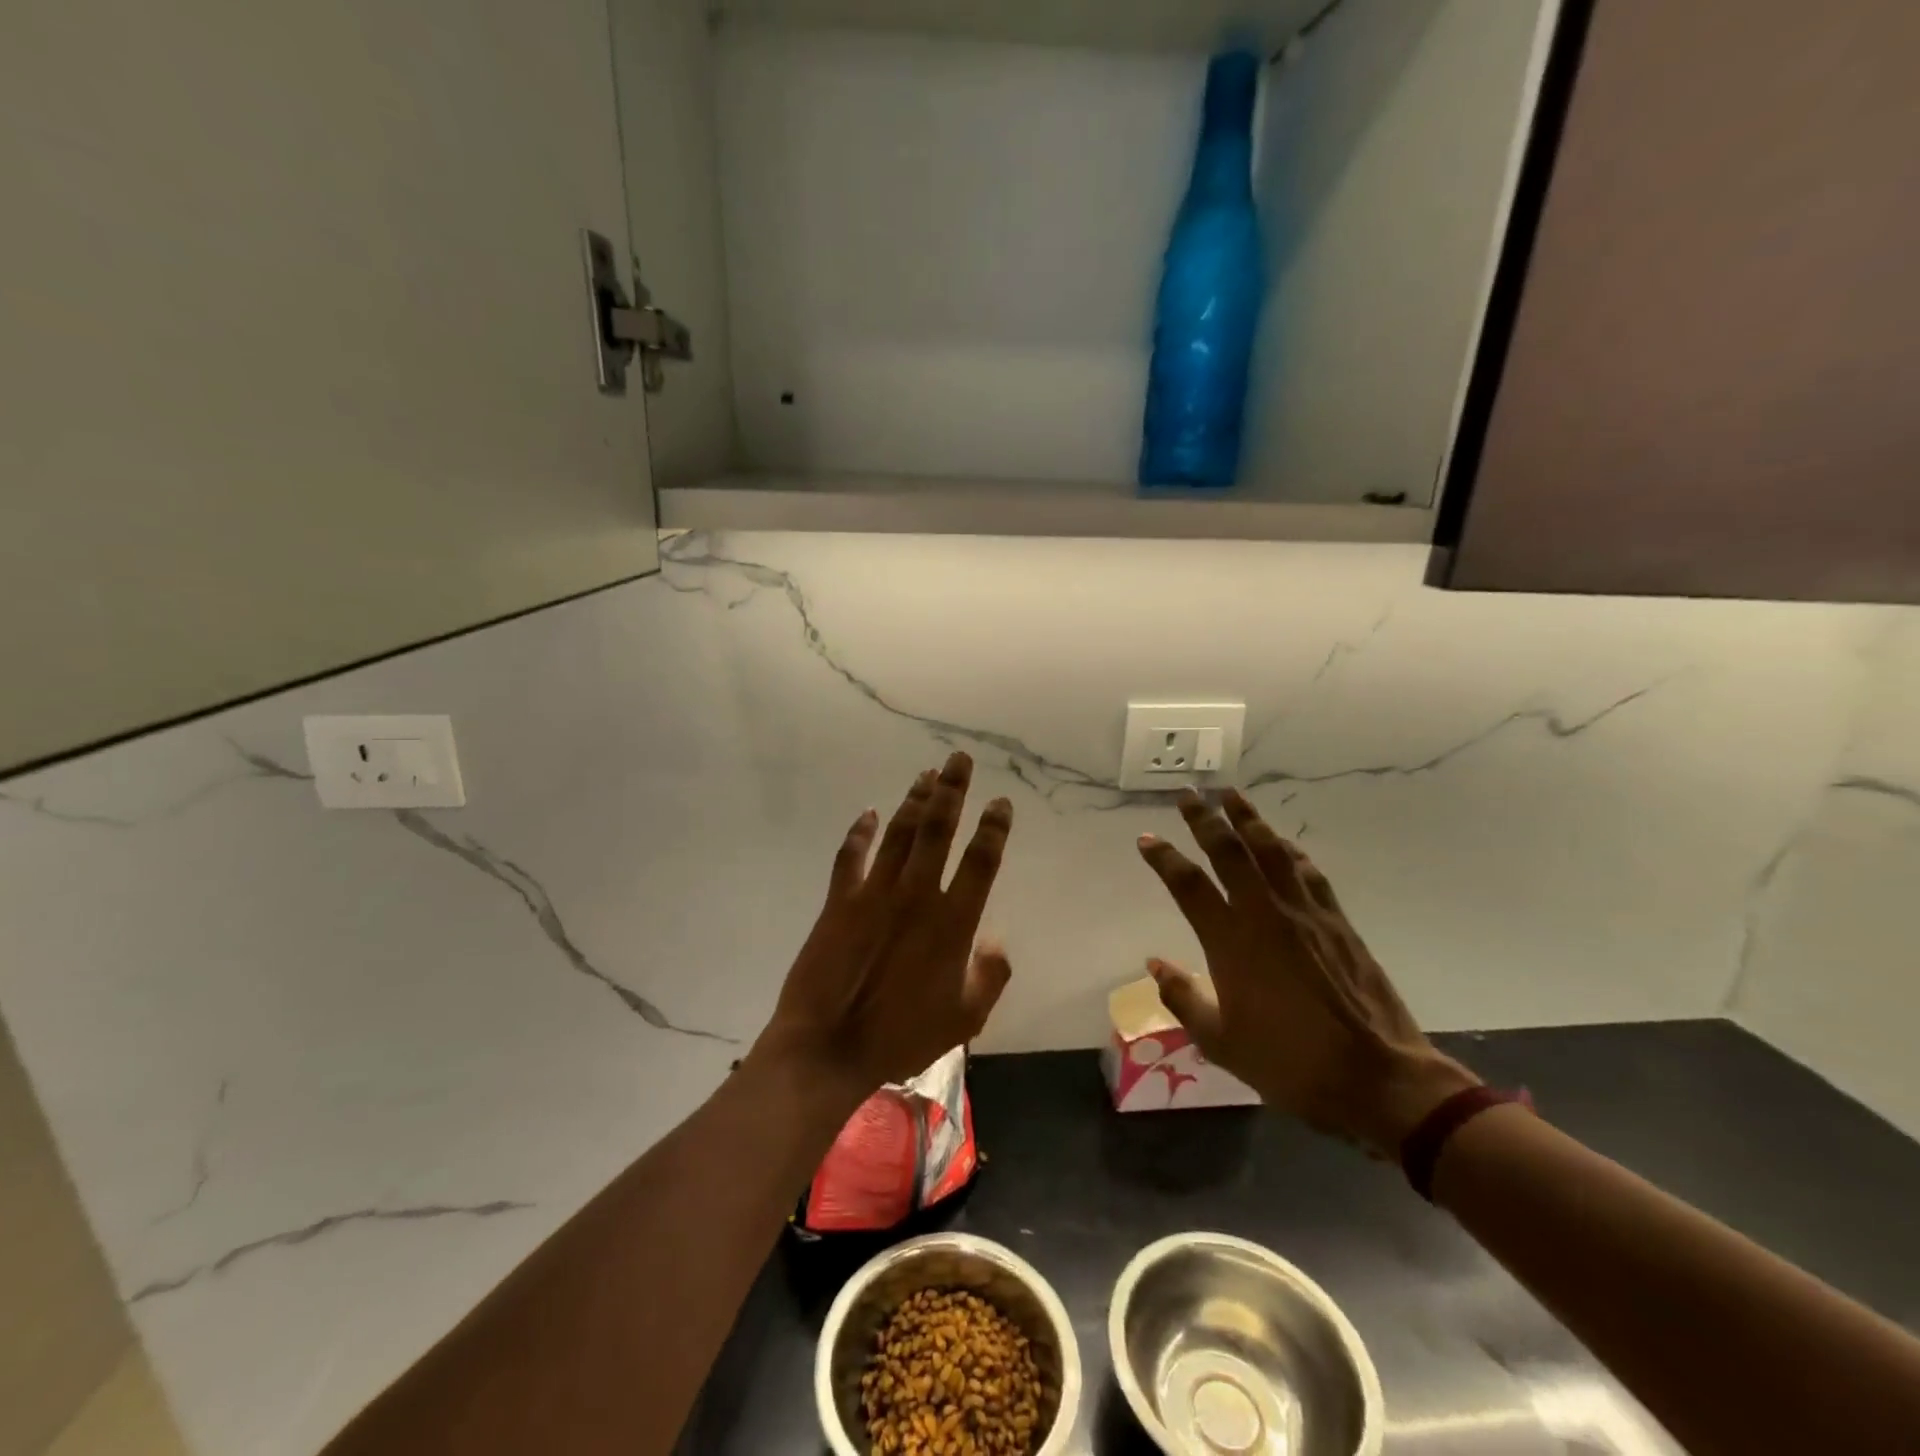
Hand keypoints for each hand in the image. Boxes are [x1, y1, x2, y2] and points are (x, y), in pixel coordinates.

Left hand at [755, 752, 1013, 1100]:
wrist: (830, 1046)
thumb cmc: (902, 1036)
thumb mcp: (966, 1018)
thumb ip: (990, 976)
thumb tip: (996, 940)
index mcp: (952, 922)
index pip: (980, 861)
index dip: (993, 827)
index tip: (1000, 802)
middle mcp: (916, 895)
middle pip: (938, 829)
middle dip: (952, 790)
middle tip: (959, 759)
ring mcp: (874, 893)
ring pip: (899, 833)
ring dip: (914, 800)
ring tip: (926, 774)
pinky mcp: (839, 901)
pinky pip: (851, 855)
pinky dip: (861, 831)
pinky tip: (870, 812)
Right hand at [1137, 789, 1477, 1156]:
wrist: (1376, 1077)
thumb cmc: (1289, 1063)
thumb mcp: (1220, 1042)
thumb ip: (1183, 998)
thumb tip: (1155, 964)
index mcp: (1230, 942)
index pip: (1188, 885)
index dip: (1164, 858)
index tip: (1146, 839)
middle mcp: (1264, 914)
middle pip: (1229, 852)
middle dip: (1204, 819)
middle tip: (1188, 794)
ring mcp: (1304, 913)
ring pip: (1271, 851)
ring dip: (1248, 820)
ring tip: (1231, 795)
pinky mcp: (1337, 922)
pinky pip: (1308, 872)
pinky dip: (1290, 851)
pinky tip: (1283, 842)